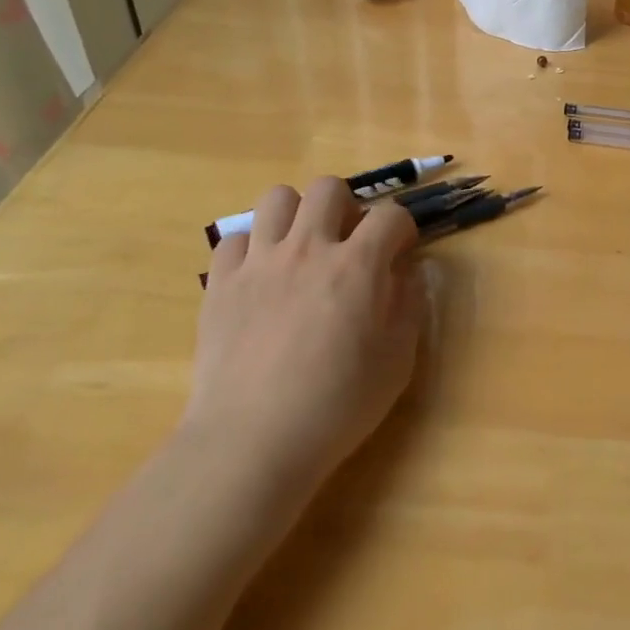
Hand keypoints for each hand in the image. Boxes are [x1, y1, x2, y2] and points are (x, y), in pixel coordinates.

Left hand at [186, 176, 426, 490]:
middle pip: (329, 188)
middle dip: (347, 207)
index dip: (402, 228)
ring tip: (302, 248)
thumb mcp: (397, 361)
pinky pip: (236, 238)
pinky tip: (260, 278)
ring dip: (297, 215)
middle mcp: (308, 248)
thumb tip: (408, 273)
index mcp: (357, 265)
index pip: (390, 215)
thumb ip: (409, 306)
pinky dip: (252, 249)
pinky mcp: (220, 282)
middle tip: (348, 243)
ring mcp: (259, 262)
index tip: (401, 251)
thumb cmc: (336, 406)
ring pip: (277, 198)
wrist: (252, 441)